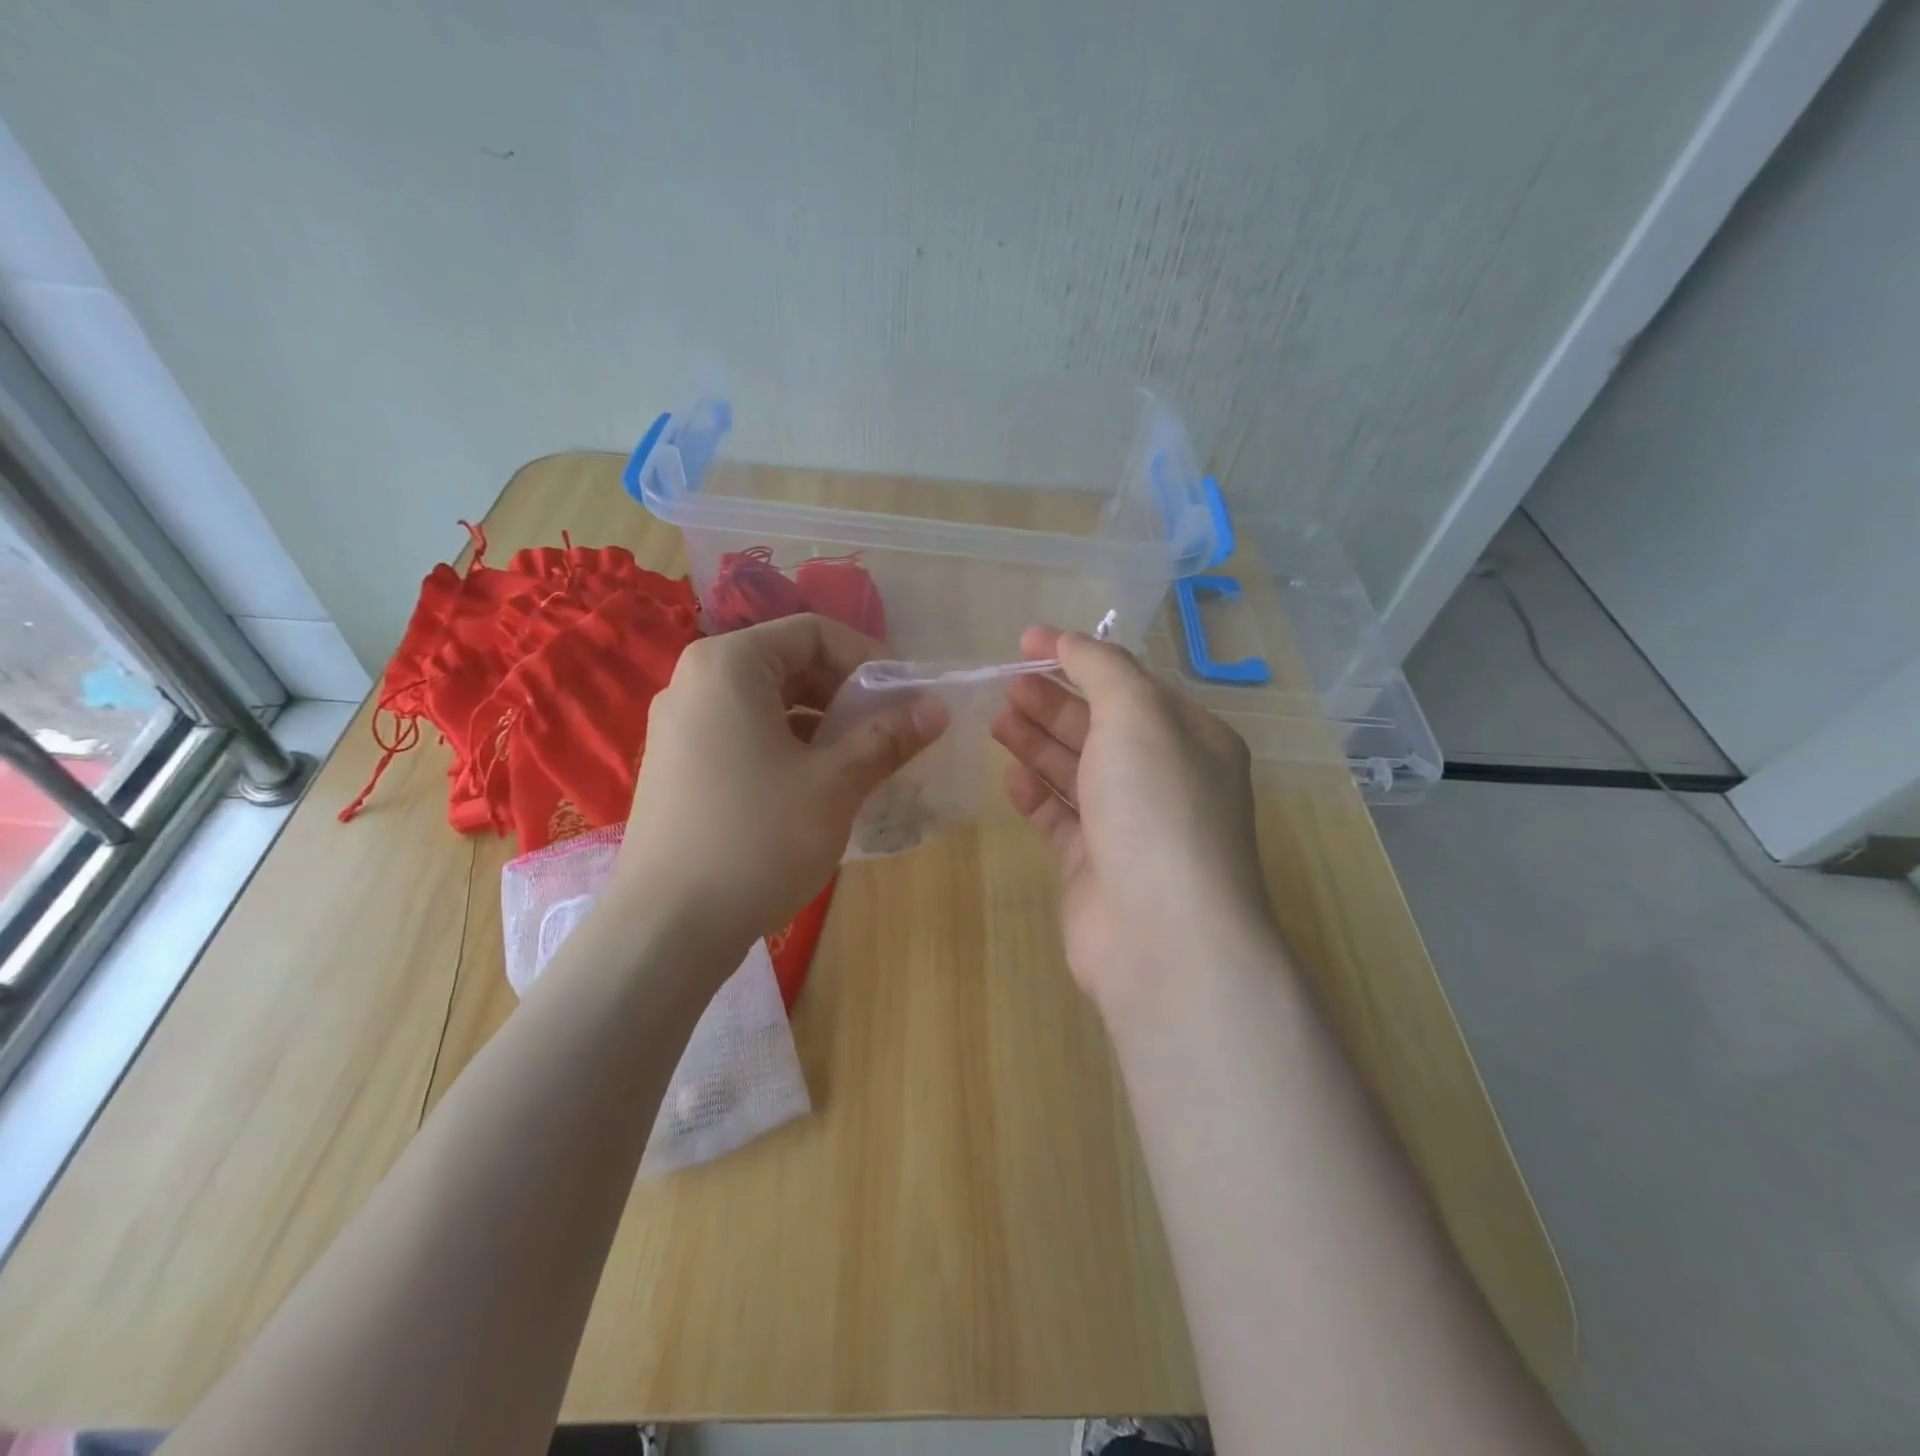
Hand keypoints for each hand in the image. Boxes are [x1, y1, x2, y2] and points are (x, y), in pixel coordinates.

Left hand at [614, 614, 947, 959]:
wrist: (668, 928)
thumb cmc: (758, 839)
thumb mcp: (835, 784)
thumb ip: (888, 737)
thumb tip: (937, 707)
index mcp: (728, 665)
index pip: (813, 633)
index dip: (868, 658)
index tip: (904, 698)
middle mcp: (694, 682)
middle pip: (788, 664)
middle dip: (846, 694)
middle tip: (887, 732)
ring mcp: (679, 726)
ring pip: (767, 703)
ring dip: (821, 724)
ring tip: (860, 762)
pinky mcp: (677, 766)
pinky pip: (744, 734)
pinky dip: (787, 747)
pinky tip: (817, 787)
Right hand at [991, 625, 1278, 1017]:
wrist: (1162, 934)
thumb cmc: (1156, 807)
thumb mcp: (1138, 715)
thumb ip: (1102, 669)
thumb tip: (1070, 640)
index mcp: (1190, 738)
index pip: (1129, 684)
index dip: (1078, 658)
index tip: (1026, 642)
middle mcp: (1164, 780)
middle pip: (1100, 727)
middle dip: (1053, 702)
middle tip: (1005, 686)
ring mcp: (1130, 827)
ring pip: (1078, 771)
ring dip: (1039, 743)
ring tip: (997, 721)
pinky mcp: (1096, 866)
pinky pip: (1062, 819)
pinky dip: (1038, 795)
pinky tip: (1012, 780)